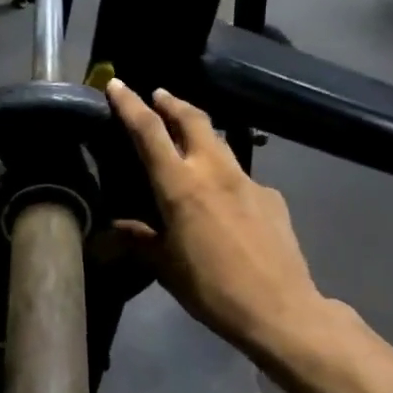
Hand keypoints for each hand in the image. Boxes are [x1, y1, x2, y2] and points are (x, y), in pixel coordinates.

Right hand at [106, 80, 325, 360]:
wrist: (279, 308)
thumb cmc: (211, 289)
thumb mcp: (165, 267)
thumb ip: (139, 240)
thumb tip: (113, 229)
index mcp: (181, 186)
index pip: (149, 132)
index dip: (130, 105)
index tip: (117, 84)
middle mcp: (215, 171)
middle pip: (192, 120)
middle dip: (171, 102)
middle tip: (158, 95)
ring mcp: (249, 181)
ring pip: (220, 142)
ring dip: (199, 130)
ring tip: (187, 136)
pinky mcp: (272, 196)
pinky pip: (241, 176)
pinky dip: (224, 174)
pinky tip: (224, 199)